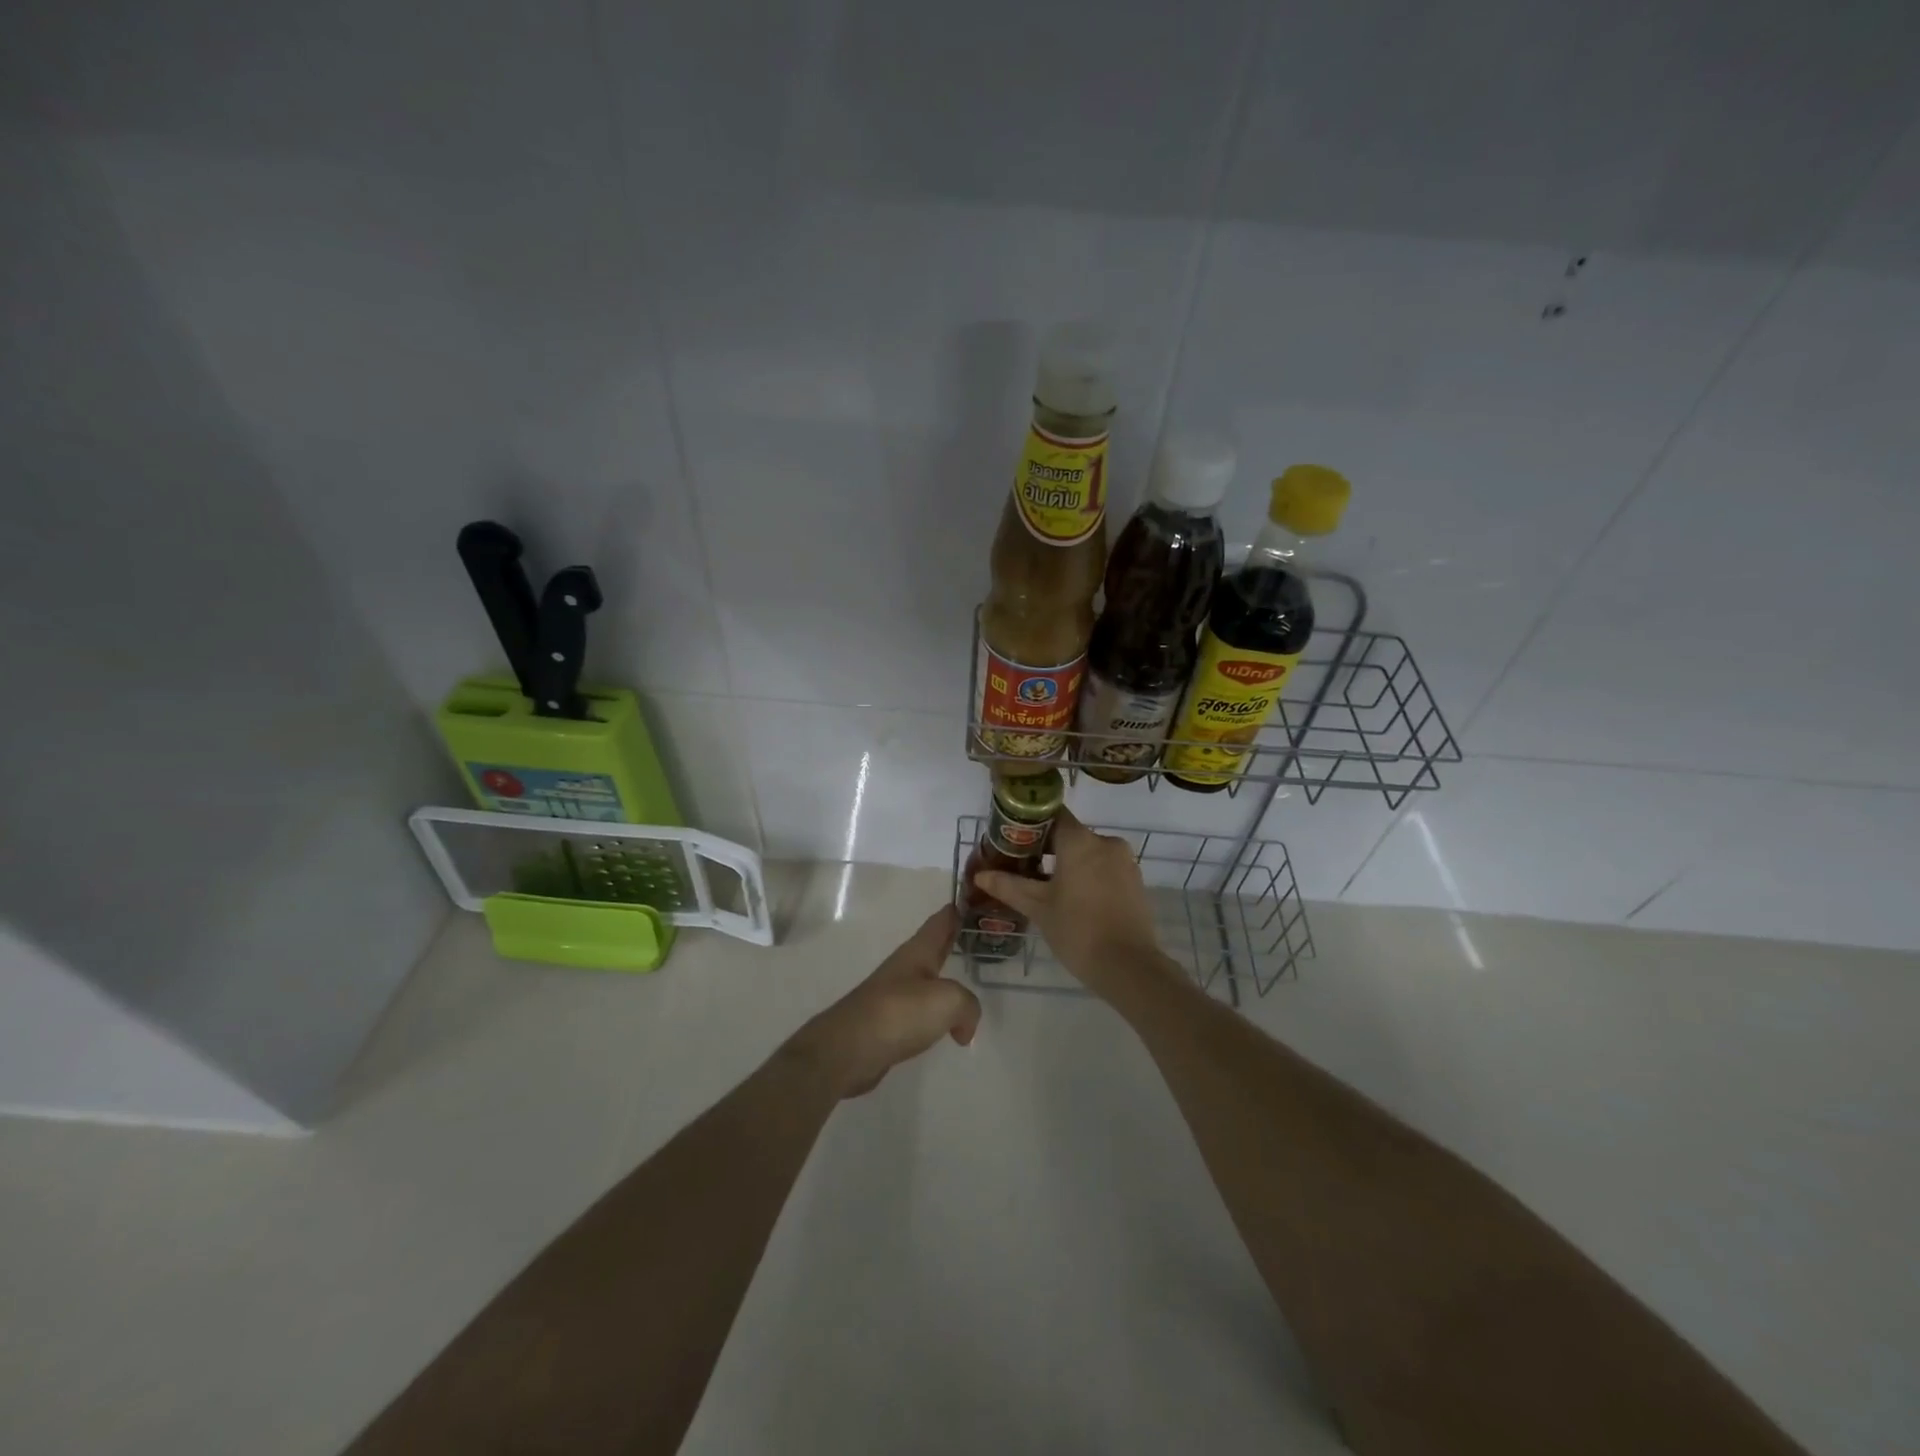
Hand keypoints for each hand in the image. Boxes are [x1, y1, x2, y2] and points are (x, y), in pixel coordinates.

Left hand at [789, 905, 981, 1097]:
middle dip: (952, 939)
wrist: (849, 1049)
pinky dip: (935, 1014)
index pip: (941, 921)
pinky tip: (945, 1026)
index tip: (970, 898)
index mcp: (918, 951)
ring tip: (965, 982)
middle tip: (976, 934)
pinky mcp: (888, 1024)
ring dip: (944, 979)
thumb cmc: (900, 1012)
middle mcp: (905, 967)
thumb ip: (968, 1005)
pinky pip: (920, 1012)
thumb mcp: (948, 1001)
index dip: (956, 909)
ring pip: (927, 980)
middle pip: (933, 947)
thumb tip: (964, 1027)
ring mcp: (894, 995)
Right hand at [973, 809, 1175, 1000]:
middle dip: (1046, 848)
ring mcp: (1124, 861)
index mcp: (1080, 841)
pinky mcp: (1135, 880)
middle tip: (1022, 868)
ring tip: (1045, 887)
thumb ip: (1008, 886)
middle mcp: (1105, 842)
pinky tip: (1074, 899)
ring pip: (1088, 852)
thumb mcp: (1038, 908)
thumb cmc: (1078, 931)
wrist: (1129, 967)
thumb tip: (980, 875)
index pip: (1052, 814)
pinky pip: (1105, 867)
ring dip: (1068, 863)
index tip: (1014, 840)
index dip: (1030, 823)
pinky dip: (1088, 875)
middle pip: (1070, 834)